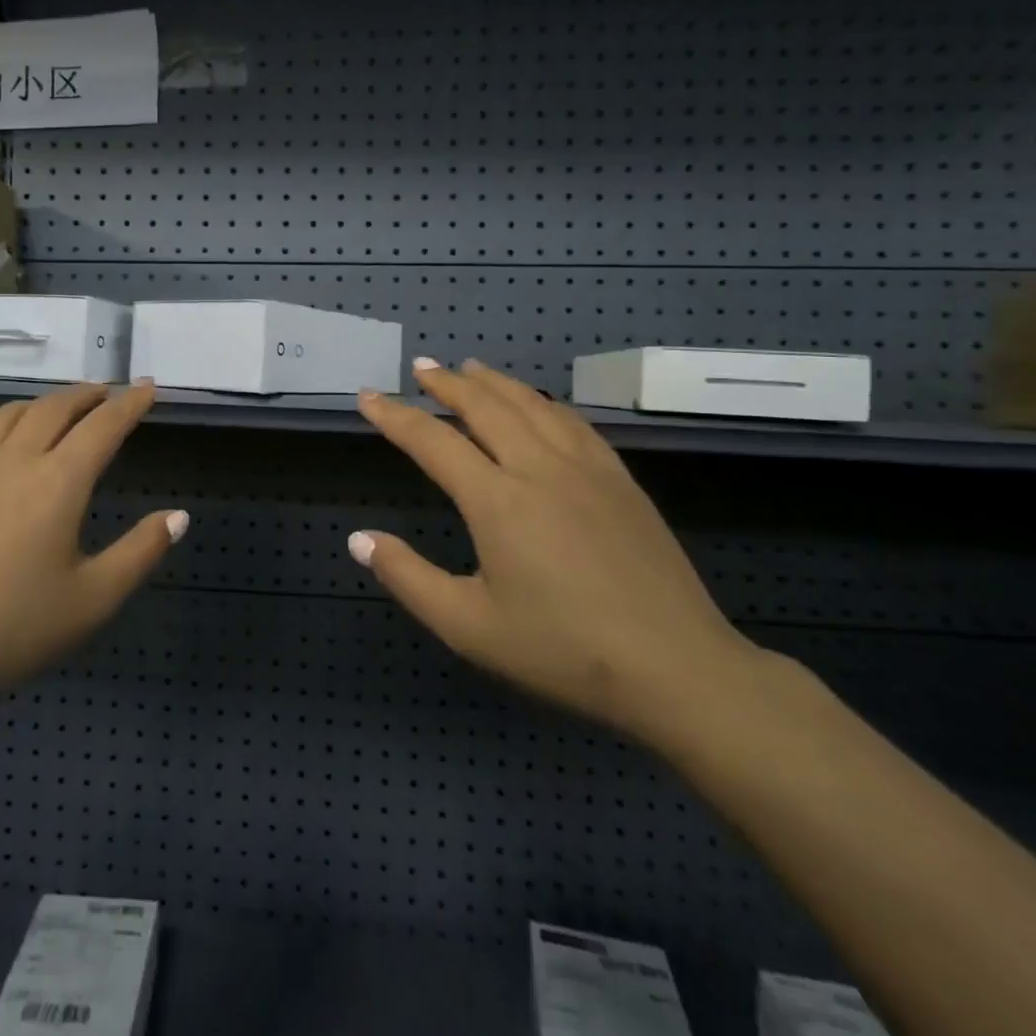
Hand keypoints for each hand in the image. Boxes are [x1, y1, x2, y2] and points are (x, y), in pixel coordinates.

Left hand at [0, 382, 184, 715]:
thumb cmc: (10, 629)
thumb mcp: (92, 601)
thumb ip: (141, 552)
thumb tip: (180, 516)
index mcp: (58, 482)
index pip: (103, 426)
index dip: (130, 404)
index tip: (149, 387)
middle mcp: (13, 458)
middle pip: (55, 408)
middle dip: (87, 395)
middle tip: (106, 392)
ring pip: (11, 413)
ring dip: (44, 403)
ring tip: (59, 407)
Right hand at [352, 358, 759, 742]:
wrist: (677, 668)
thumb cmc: (563, 651)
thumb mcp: (468, 627)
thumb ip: (408, 578)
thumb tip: (358, 540)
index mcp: (497, 501)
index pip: (433, 442)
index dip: (395, 416)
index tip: (368, 396)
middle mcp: (539, 468)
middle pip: (485, 406)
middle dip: (447, 383)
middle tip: (421, 367)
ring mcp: (586, 470)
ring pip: (532, 405)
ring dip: (495, 382)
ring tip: (470, 368)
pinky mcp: (621, 481)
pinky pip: (574, 422)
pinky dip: (543, 401)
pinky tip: (539, 404)